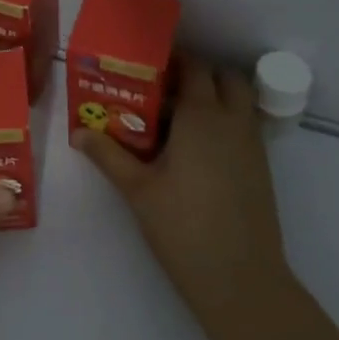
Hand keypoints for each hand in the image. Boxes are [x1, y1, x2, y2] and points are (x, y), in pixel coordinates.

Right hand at [76, 58, 296, 339]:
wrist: (241, 280)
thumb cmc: (184, 227)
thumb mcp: (137, 189)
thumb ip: (107, 154)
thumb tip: (77, 132)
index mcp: (202, 117)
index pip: (193, 66)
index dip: (171, 59)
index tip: (144, 65)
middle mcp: (233, 121)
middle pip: (223, 77)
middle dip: (196, 74)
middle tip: (162, 90)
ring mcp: (252, 144)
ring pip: (238, 101)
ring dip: (213, 97)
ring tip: (176, 119)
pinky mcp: (261, 167)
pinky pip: (243, 126)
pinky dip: (224, 122)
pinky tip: (195, 150)